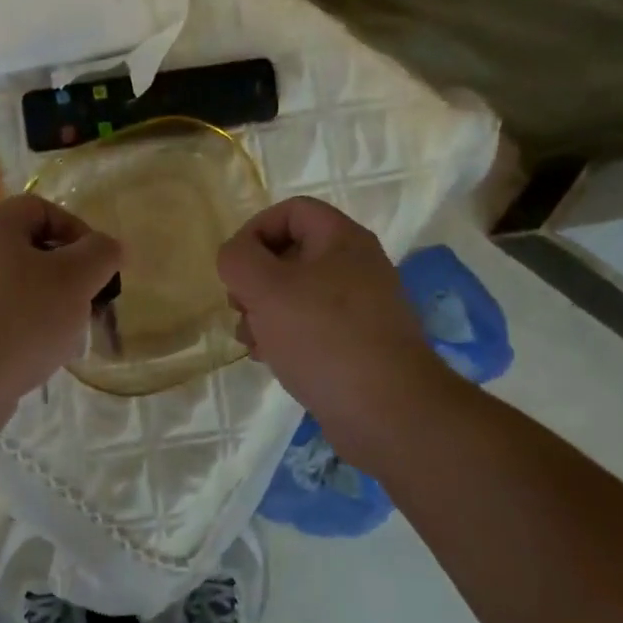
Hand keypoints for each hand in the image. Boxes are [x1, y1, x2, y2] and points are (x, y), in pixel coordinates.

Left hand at [0, 194, 121, 445]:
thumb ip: (101, 254)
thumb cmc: (20, 320)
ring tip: (70, 333)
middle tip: (89, 302)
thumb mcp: (74, 280)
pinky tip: (43, 353)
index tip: (99, 266)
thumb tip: (111, 247)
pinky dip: (27, 327)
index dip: (79, 230)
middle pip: (32, 249)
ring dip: (51, 304)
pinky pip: (3, 315)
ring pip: (20, 285)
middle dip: (69, 274)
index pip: (44, 209)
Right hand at [216, 196, 442, 464]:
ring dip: (263, 313)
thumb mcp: (267, 289)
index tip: (235, 268)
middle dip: (254, 280)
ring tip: (252, 342)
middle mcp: (355, 267)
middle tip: (240, 308)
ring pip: (296, 294)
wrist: (388, 411)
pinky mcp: (357, 344)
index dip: (254, 230)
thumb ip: (239, 259)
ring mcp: (359, 308)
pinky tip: (272, 360)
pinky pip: (311, 327)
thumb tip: (235, 256)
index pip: (291, 211)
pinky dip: (285, 336)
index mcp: (342, 240)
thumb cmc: (324, 338)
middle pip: (289, 254)